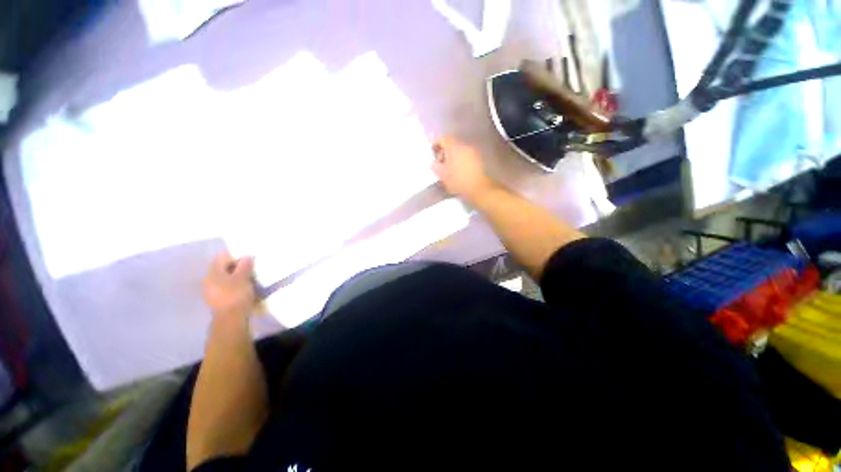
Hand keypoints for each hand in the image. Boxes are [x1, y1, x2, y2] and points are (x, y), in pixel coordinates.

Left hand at [203, 252, 255, 317]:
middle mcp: (208, 280)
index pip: (222, 257)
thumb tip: (246, 256)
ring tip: (249, 278)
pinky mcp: (217, 300)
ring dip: (236, 276)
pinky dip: (234, 285)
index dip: (235, 256)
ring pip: (224, 278)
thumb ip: (244, 265)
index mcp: (213, 272)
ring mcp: (211, 291)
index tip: (248, 258)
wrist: (231, 319)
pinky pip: (225, 287)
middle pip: (222, 268)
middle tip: (250, 268)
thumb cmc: (236, 295)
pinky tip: (243, 288)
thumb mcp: (243, 278)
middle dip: (236, 266)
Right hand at [431, 136, 495, 202]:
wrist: (479, 189)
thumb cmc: (458, 181)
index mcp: (454, 147)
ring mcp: (473, 152)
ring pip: (459, 150)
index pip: (443, 139)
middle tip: (439, 162)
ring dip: (452, 156)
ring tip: (448, 168)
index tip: (431, 153)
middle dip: (444, 151)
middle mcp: (465, 146)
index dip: (435, 144)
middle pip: (452, 143)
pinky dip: (460, 160)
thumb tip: (433, 163)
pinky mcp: (479, 160)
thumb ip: (435, 167)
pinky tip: (457, 171)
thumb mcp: (442, 176)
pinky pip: (466, 156)